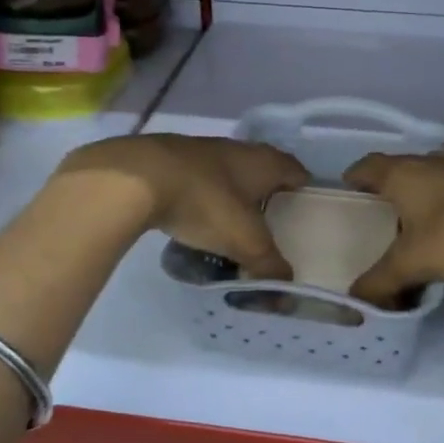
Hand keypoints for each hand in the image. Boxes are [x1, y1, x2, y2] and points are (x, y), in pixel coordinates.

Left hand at [57, 135, 308, 280]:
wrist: (137, 178)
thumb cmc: (205, 203)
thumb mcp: (245, 242)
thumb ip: (269, 267)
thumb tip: (286, 293)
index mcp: (264, 162)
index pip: (296, 171)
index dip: (304, 190)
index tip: (306, 212)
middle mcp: (238, 149)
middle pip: (263, 171)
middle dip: (268, 196)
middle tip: (271, 225)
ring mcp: (202, 151)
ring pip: (229, 175)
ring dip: (234, 196)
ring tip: (234, 227)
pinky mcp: (172, 160)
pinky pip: (200, 181)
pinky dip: (205, 198)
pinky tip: (197, 218)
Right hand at [341, 146, 443, 305]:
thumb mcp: (414, 263)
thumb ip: (381, 281)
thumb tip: (357, 300)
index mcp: (404, 174)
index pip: (367, 166)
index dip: (354, 177)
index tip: (348, 191)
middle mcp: (432, 159)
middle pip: (400, 166)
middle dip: (389, 186)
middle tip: (384, 213)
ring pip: (434, 168)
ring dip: (425, 185)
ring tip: (422, 212)